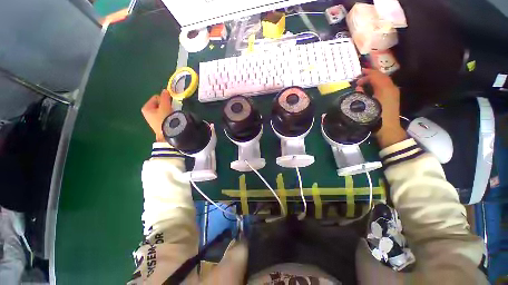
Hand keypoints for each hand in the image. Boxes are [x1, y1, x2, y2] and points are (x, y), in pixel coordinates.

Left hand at [141, 89, 172, 141]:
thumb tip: (165, 90)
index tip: (169, 104)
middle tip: (171, 110)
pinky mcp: (158, 124)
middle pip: (159, 104)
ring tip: (171, 115)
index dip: (164, 99)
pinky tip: (171, 120)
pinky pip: (163, 116)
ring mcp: (152, 119)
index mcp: (146, 107)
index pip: (156, 97)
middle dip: (166, 105)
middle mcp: (147, 113)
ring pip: (162, 110)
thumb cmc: (164, 118)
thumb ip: (165, 97)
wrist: (168, 133)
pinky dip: (167, 116)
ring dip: (167, 111)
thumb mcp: (165, 106)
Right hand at [356, 69, 405, 147]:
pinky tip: (371, 87)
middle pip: (381, 76)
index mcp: (385, 89)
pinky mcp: (393, 97)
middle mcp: (391, 88)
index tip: (357, 75)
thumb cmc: (375, 117)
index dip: (366, 74)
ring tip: (364, 81)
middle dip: (370, 75)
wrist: (388, 129)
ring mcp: (393, 92)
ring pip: (384, 80)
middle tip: (360, 77)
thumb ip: (362, 94)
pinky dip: (378, 84)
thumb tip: (358, 87)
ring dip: (374, 79)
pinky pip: (385, 85)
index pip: (376, 76)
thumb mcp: (365, 105)